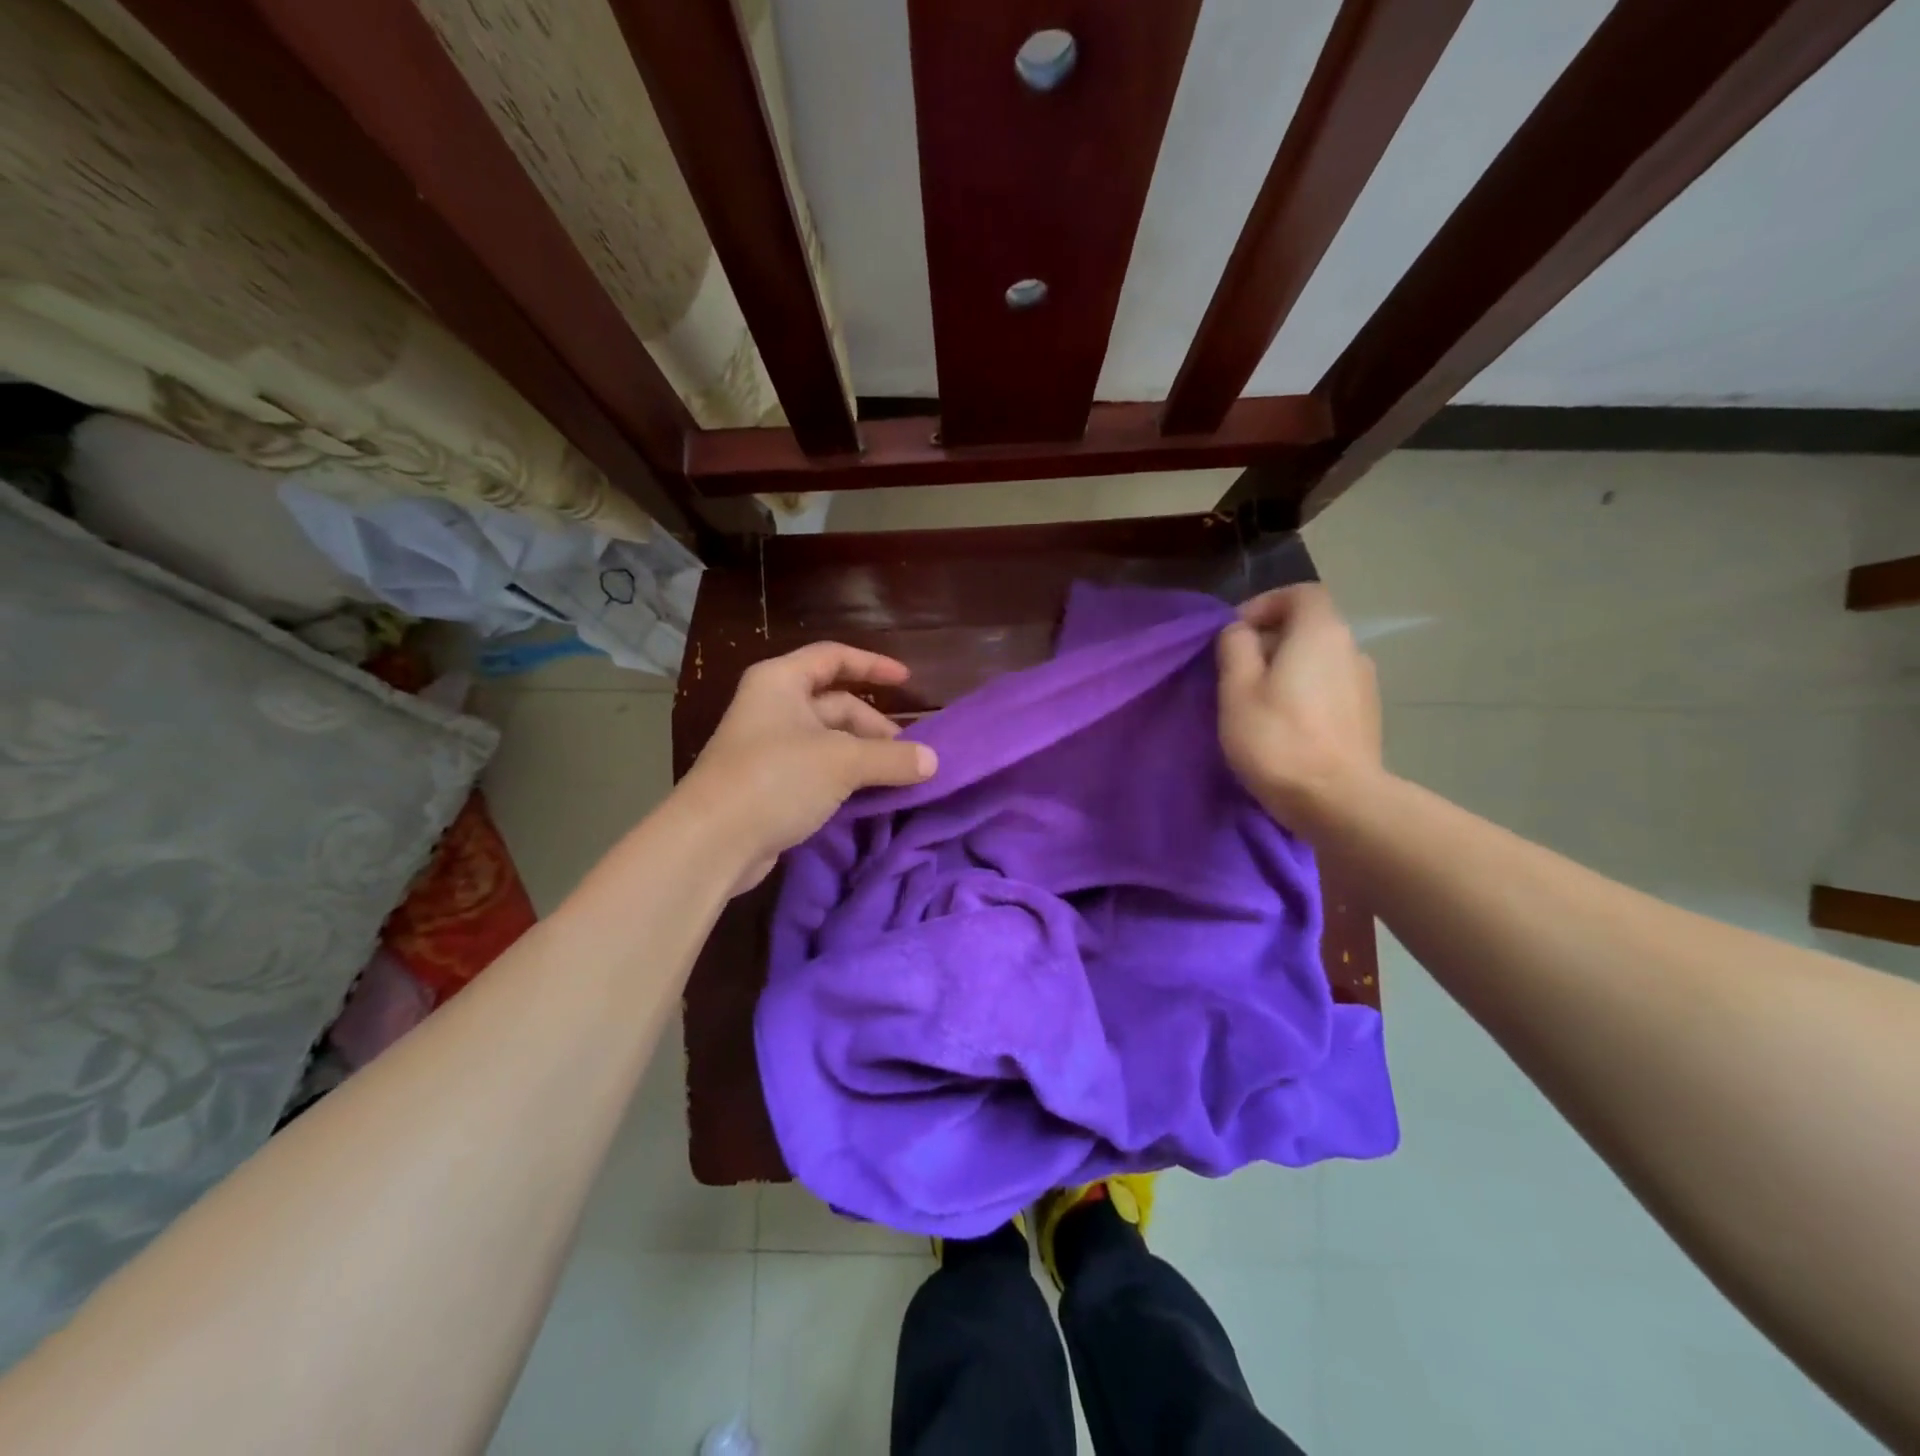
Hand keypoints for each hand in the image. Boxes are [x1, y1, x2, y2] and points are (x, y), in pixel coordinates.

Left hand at [680, 643, 936, 892]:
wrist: (712, 841)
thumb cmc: (776, 778)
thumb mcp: (842, 762)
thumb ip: (892, 758)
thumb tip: (933, 762)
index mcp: (781, 682)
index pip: (833, 657)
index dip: (872, 665)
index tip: (907, 682)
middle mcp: (773, 707)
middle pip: (836, 705)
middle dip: (874, 727)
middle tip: (909, 755)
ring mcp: (769, 748)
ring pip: (829, 742)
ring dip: (864, 757)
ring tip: (899, 778)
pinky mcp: (769, 785)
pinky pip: (818, 771)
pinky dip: (846, 779)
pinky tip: (872, 797)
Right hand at [1216, 584, 1381, 829]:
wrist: (1338, 802)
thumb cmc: (1278, 739)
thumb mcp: (1237, 689)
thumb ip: (1235, 647)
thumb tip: (1240, 632)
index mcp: (1321, 632)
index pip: (1300, 593)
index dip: (1265, 604)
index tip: (1236, 634)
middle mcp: (1351, 648)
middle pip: (1308, 627)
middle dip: (1270, 641)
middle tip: (1236, 673)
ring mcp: (1365, 684)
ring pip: (1318, 660)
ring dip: (1287, 670)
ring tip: (1257, 703)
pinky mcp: (1366, 717)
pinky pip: (1329, 688)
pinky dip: (1305, 693)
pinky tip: (1285, 726)